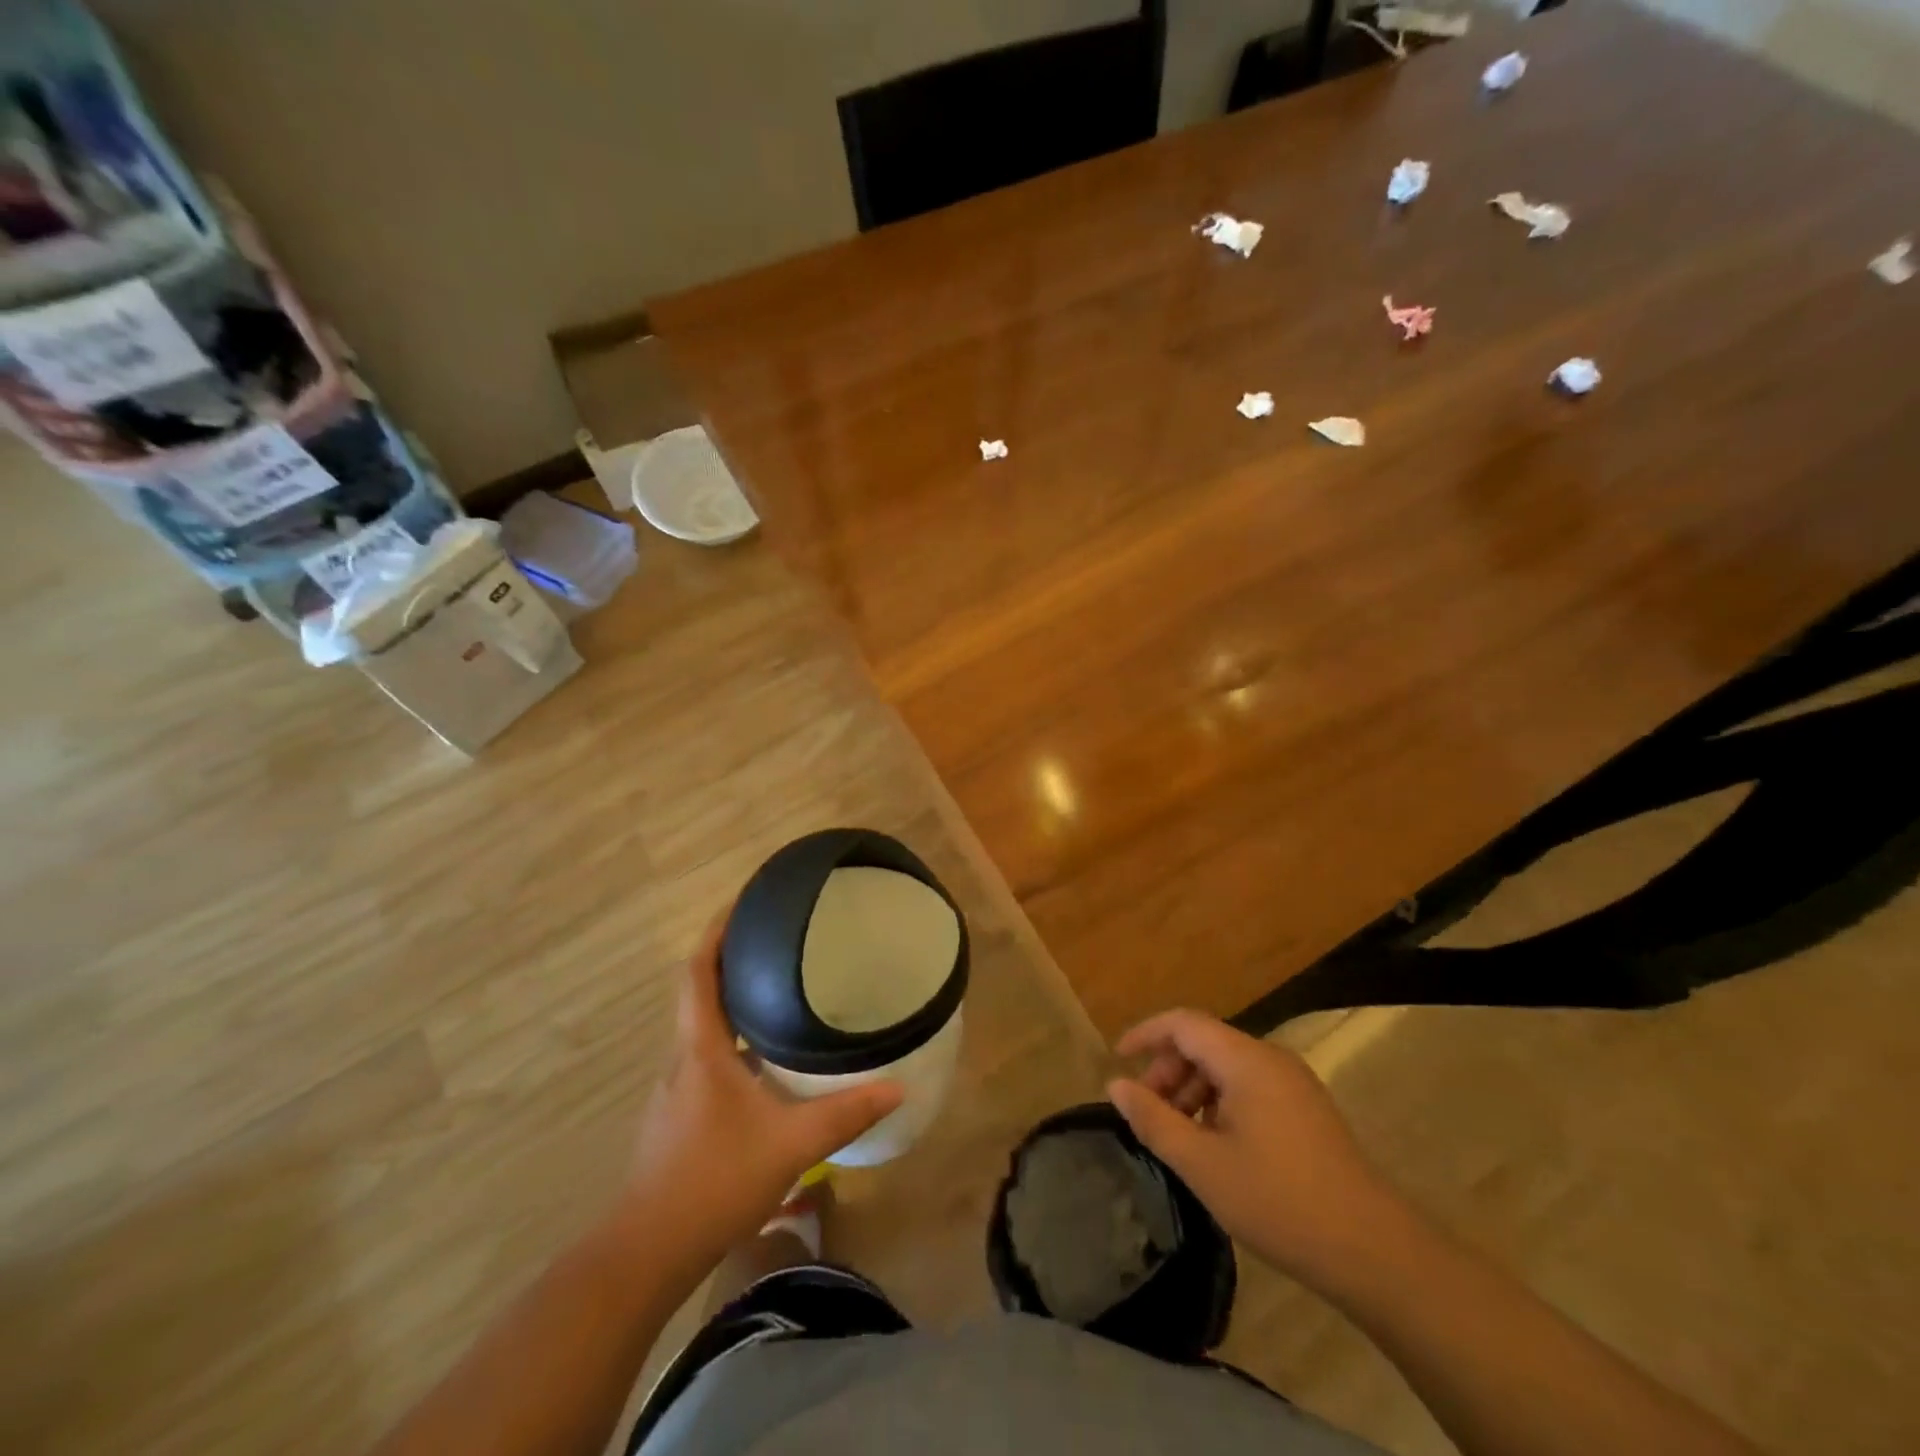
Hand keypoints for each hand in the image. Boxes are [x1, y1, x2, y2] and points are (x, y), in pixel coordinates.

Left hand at [621, 909, 902, 1264]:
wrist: (647, 1253)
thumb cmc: (714, 1181)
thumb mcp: (790, 1144)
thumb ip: (845, 1114)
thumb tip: (897, 1087)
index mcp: (701, 1047)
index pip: (699, 971)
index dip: (717, 931)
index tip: (744, 901)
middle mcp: (683, 1057)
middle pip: (700, 990)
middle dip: (732, 957)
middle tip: (778, 937)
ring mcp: (677, 1088)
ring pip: (704, 1025)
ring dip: (733, 998)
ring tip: (779, 986)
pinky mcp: (679, 1114)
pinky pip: (707, 1055)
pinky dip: (733, 1037)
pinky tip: (765, 1057)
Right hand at [1107, 1009, 1397, 1285]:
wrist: (1376, 1253)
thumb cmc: (1279, 1202)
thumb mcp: (1203, 1164)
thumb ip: (1154, 1120)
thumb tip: (1116, 1086)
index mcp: (1246, 1060)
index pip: (1183, 1023)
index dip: (1145, 1034)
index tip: (1116, 1060)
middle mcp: (1271, 1059)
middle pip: (1205, 1042)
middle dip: (1169, 1070)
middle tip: (1148, 1114)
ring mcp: (1294, 1083)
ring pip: (1227, 1066)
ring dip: (1193, 1089)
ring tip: (1178, 1135)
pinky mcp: (1307, 1110)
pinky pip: (1250, 1087)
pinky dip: (1221, 1103)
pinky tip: (1216, 1146)